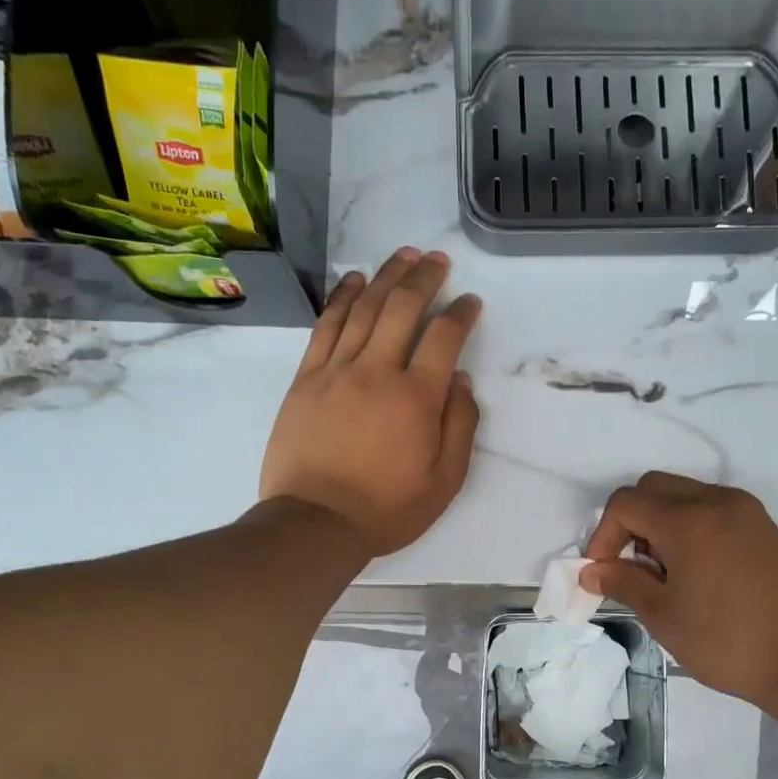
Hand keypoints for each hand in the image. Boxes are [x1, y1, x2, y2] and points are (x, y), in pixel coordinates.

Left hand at [260, 247, 481, 556]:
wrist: (316, 522)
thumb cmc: (387, 509)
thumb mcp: (444, 481)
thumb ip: (460, 427)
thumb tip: (460, 381)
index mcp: (417, 398)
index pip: (444, 338)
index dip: (461, 313)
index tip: (470, 302)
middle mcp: (377, 371)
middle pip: (402, 308)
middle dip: (424, 278)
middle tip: (438, 260)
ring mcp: (336, 370)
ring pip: (364, 308)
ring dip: (386, 277)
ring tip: (403, 256)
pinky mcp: (306, 378)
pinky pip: (326, 326)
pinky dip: (342, 298)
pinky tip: (354, 281)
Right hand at [579, 473, 777, 709]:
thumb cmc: (726, 642)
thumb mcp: (663, 616)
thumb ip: (622, 583)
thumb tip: (592, 570)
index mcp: (688, 520)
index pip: (626, 503)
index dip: (603, 535)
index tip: (603, 573)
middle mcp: (716, 501)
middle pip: (653, 488)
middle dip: (629, 522)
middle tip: (630, 567)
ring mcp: (744, 510)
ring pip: (682, 494)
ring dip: (659, 522)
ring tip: (662, 573)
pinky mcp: (762, 526)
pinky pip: (710, 508)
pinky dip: (688, 526)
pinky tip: (693, 569)